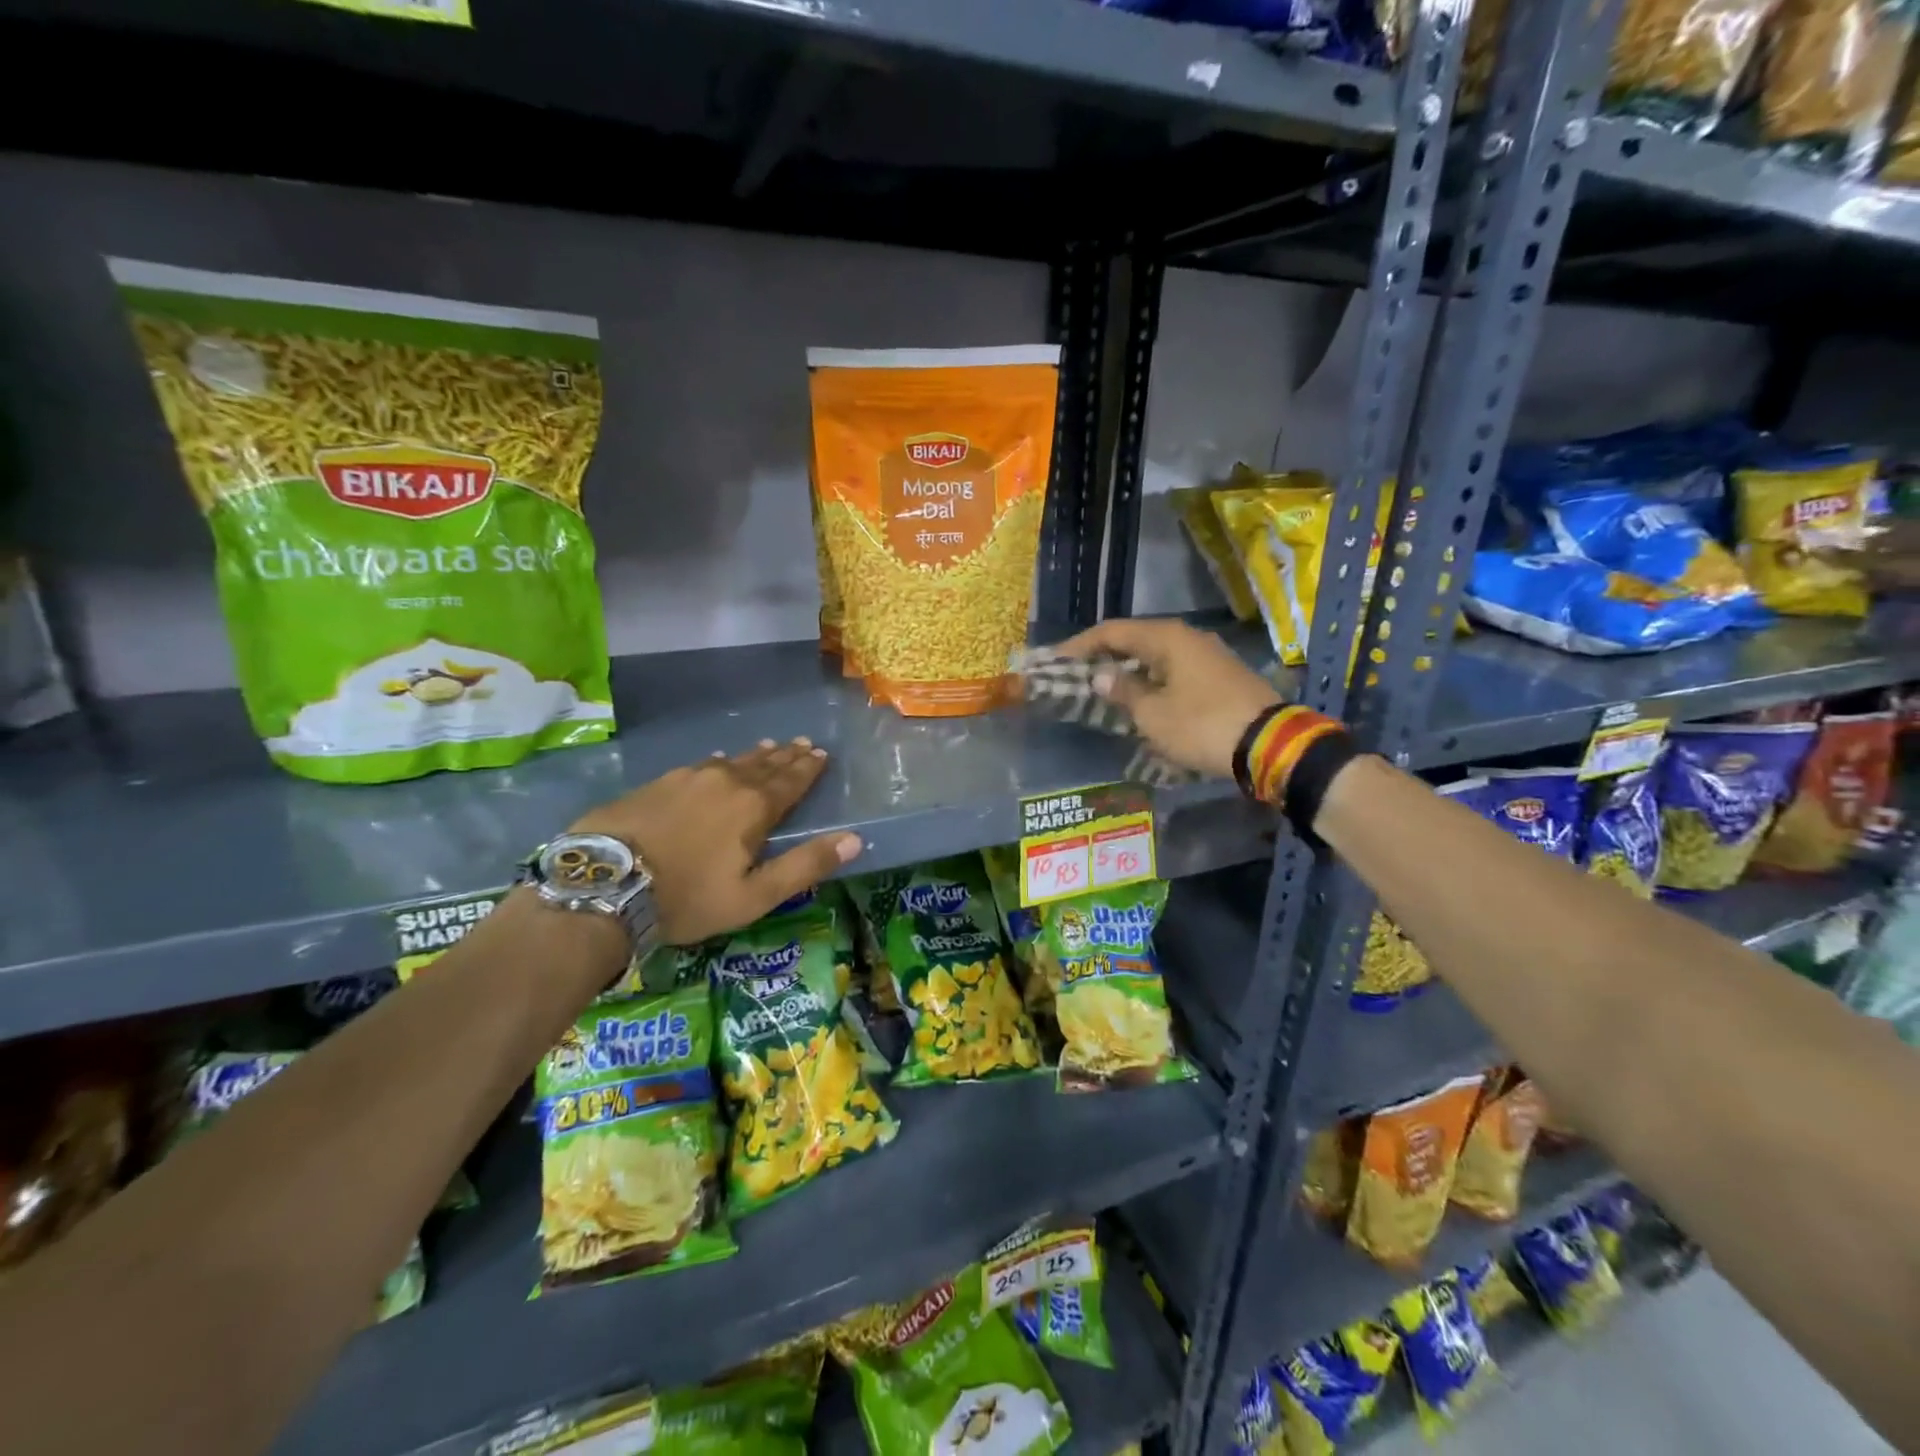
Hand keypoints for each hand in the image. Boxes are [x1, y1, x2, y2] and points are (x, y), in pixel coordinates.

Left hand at [570, 738, 862, 943]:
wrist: (603, 884)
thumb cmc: (687, 897)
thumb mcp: (754, 896)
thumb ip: (805, 866)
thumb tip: (855, 839)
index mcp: (754, 807)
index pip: (791, 781)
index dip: (808, 769)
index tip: (821, 754)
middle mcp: (726, 782)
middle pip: (764, 765)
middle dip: (787, 756)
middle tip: (803, 744)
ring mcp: (687, 778)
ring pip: (732, 761)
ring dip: (755, 755)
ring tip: (769, 747)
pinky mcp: (657, 783)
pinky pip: (700, 765)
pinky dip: (718, 762)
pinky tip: (716, 760)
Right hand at [1054, 617, 1281, 778]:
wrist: (1270, 745)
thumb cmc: (1202, 726)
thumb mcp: (1153, 714)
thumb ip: (1123, 691)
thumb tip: (1100, 675)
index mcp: (1168, 638)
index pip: (1112, 631)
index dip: (1080, 645)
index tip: (1055, 660)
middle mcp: (1188, 638)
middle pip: (1135, 640)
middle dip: (1104, 657)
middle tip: (1076, 675)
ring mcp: (1208, 656)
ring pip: (1156, 657)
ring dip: (1128, 671)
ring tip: (1103, 689)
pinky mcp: (1221, 677)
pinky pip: (1174, 671)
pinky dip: (1151, 681)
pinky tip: (1140, 699)